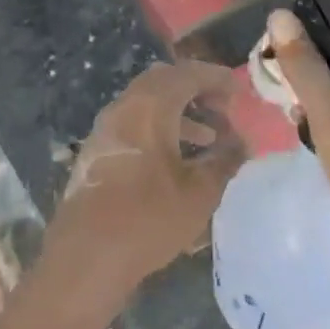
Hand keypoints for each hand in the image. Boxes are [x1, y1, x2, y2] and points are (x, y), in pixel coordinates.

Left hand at [35, 60, 245, 325]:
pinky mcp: (97, 151)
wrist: (88, 253)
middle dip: (194, 89)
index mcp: (149, 106)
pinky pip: (133, 124)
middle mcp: (124, 107)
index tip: (238, 90)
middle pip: (162, 81)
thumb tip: (241, 144)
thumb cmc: (149, 218)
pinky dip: (158, 128)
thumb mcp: (199, 192)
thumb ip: (224, 161)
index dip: (215, 78)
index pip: (186, 74)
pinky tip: (175, 158)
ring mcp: (105, 128)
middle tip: (222, 109)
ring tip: (208, 137)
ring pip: (145, 103)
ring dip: (177, 112)